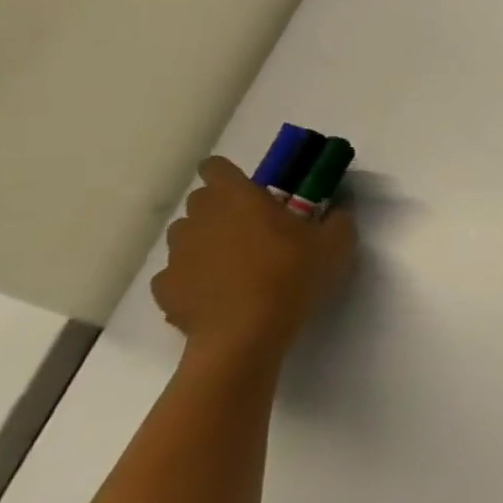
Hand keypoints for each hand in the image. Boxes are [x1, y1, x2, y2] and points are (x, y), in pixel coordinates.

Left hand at [150, 157, 356, 368]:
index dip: (230, 175)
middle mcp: (200, 218)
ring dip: (206, 241)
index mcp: (238, 198)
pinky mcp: (165, 288)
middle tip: (253, 229)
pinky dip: (194, 278)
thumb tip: (335, 211)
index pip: (216, 168)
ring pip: (186, 236)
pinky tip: (218, 294)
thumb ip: (338, 219)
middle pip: (201, 201)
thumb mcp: (337, 243)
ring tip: (235, 265)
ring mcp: (177, 254)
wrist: (245, 334)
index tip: (252, 191)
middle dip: (221, 208)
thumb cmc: (292, 275)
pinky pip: (178, 273)